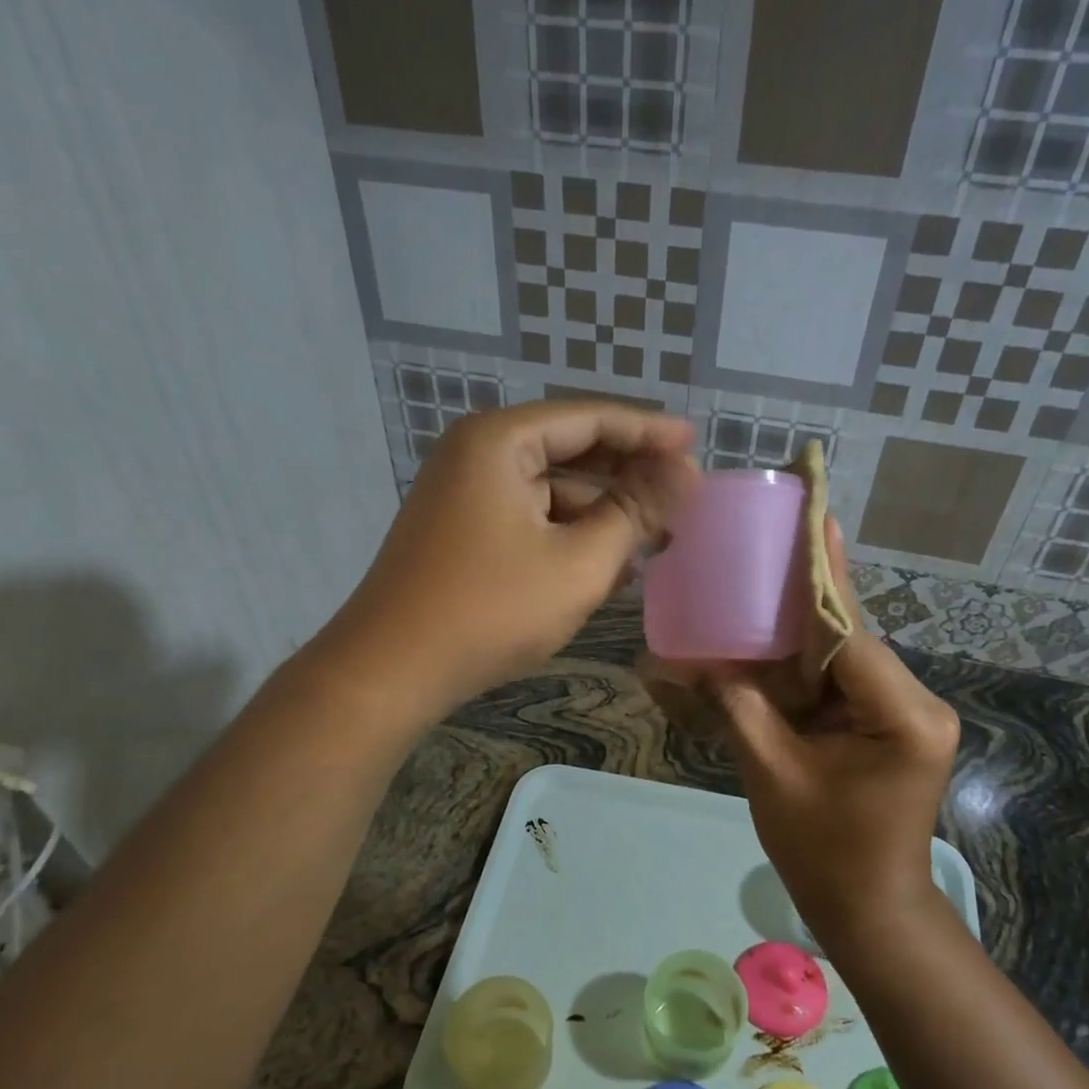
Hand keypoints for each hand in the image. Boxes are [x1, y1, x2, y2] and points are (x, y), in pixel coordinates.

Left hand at [327, 399, 695, 717]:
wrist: (392, 670)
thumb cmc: (492, 609)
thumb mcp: (580, 562)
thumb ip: (635, 512)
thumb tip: (683, 476)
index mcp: (501, 441)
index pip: (591, 417)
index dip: (649, 431)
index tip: (695, 445)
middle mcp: (477, 453)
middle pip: (570, 449)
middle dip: (628, 474)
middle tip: (681, 493)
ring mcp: (464, 493)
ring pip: (551, 489)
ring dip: (602, 511)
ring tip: (655, 539)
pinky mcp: (461, 531)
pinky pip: (529, 518)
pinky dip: (569, 534)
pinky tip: (610, 565)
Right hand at [713, 525, 959, 945]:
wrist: (870, 910)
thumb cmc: (824, 852)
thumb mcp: (772, 773)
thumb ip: (738, 705)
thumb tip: (688, 658)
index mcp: (903, 714)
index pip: (849, 634)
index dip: (820, 579)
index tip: (811, 518)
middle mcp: (917, 702)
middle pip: (849, 637)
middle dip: (805, 597)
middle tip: (775, 540)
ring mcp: (907, 713)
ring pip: (843, 656)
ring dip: (799, 633)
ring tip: (761, 581)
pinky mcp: (890, 724)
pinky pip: (841, 682)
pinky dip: (804, 667)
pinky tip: (770, 642)